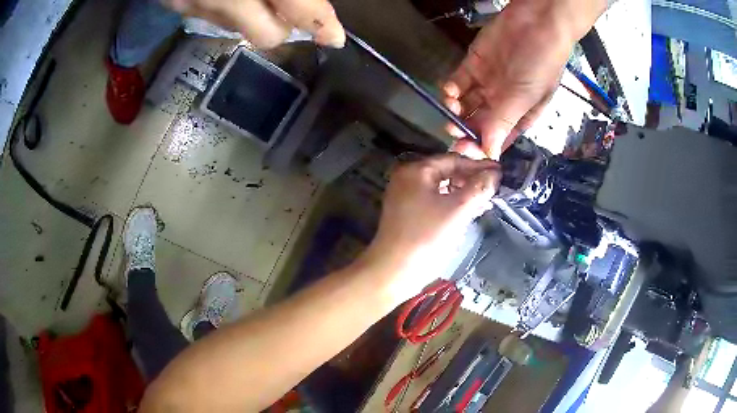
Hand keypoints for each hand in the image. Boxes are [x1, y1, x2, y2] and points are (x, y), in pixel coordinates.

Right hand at [163, 0, 344, 47]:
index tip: (333, 36)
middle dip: (285, 25)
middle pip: (267, 36)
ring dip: (253, 15)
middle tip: (291, 7)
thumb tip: (307, 1)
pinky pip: (211, 18)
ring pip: (238, 29)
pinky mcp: (174, 6)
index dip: (319, 22)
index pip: (297, 8)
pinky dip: (227, 9)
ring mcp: (194, 5)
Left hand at [361, 153, 500, 304]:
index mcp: (416, 170)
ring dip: (464, 193)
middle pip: (447, 172)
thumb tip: (495, 173)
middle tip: (494, 188)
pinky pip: (435, 201)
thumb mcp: (458, 210)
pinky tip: (469, 212)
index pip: (454, 160)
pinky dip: (452, 204)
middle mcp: (408, 178)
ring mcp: (406, 196)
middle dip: (472, 180)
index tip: (500, 173)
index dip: (479, 166)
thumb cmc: (426, 237)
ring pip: (442, 188)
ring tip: (486, 201)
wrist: (393, 271)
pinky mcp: (408, 213)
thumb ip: (479, 188)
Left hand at [443, 0, 606, 159]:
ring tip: (452, 106)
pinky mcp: (475, 64)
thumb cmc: (540, 63)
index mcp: (520, 115)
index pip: (498, 138)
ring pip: (466, 103)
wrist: (537, 22)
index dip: (481, 146)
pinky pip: (459, 81)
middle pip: (478, 123)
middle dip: (465, 129)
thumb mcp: (525, 96)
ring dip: (456, 109)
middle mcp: (503, 102)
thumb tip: (490, 154)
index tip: (464, 150)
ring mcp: (488, 82)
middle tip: (453, 130)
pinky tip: (450, 90)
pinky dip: (452, 88)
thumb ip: (503, 122)